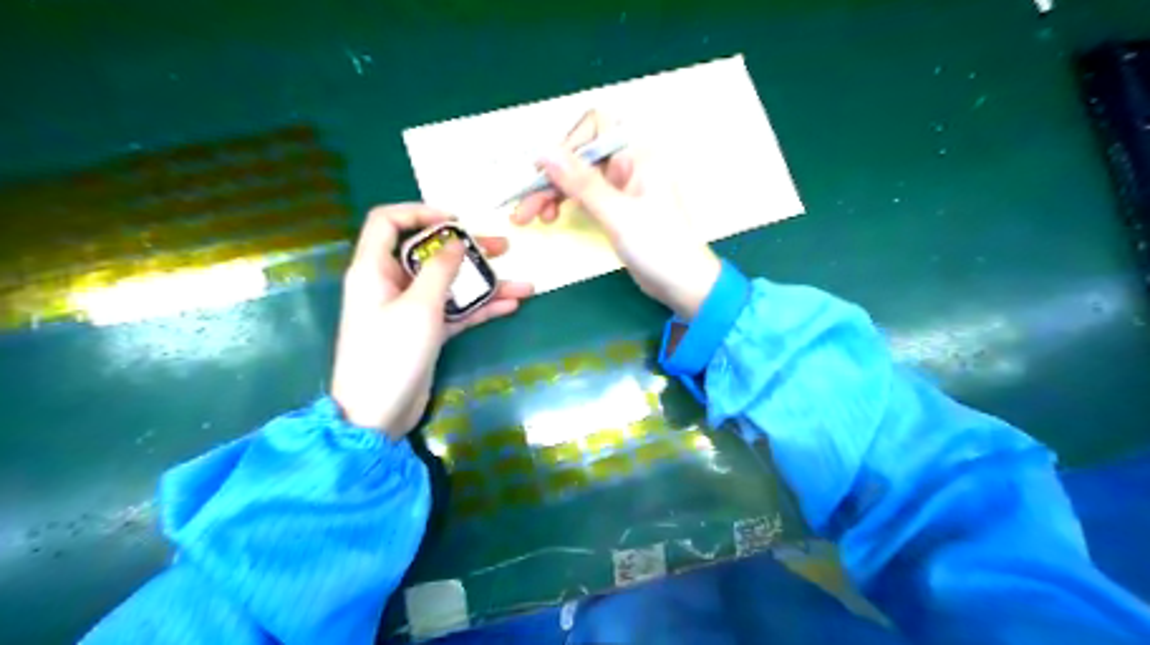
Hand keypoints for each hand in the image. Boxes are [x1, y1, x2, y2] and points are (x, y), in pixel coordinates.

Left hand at [331, 207, 532, 436]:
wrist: (376, 415)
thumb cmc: (390, 354)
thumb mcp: (418, 307)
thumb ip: (440, 270)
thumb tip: (455, 240)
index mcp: (374, 269)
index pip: (388, 222)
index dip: (419, 212)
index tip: (456, 221)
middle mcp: (391, 284)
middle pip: (431, 254)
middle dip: (469, 251)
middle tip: (504, 248)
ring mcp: (410, 310)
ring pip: (450, 285)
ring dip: (484, 284)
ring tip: (523, 284)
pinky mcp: (425, 332)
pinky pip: (455, 311)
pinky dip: (480, 308)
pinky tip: (511, 305)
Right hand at [512, 114, 715, 322]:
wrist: (683, 284)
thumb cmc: (658, 246)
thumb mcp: (617, 214)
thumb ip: (581, 183)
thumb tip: (543, 151)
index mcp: (637, 155)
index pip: (594, 126)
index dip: (566, 145)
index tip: (543, 173)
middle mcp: (628, 164)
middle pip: (579, 155)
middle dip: (550, 178)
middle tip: (524, 209)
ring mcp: (621, 187)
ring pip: (577, 177)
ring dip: (552, 193)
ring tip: (531, 218)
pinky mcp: (615, 208)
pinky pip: (584, 196)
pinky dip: (566, 204)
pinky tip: (552, 218)